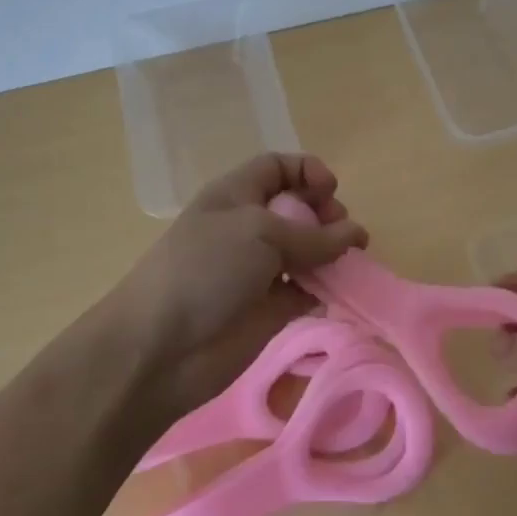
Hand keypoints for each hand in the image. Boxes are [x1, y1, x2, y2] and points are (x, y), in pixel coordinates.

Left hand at [112, 153, 367, 416]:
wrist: (160, 347)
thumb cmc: (206, 269)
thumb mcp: (260, 234)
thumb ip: (314, 235)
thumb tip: (356, 234)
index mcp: (236, 195)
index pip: (277, 168)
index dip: (307, 171)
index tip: (331, 191)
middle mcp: (249, 228)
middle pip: (299, 208)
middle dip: (326, 214)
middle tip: (343, 233)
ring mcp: (260, 270)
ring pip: (308, 252)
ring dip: (332, 254)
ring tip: (350, 263)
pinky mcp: (271, 310)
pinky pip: (308, 291)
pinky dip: (326, 290)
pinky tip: (339, 292)